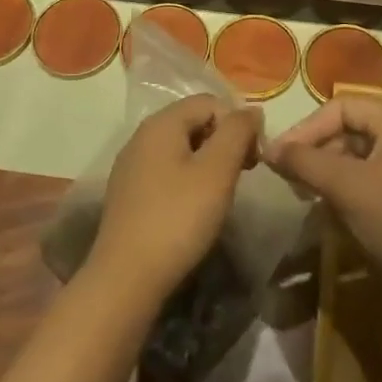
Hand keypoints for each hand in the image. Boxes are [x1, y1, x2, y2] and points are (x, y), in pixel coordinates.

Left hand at [90, 95, 260, 300]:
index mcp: (162, 123)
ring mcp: (131, 165)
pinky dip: (188, 179)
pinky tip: (195, 208)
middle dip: (224, 141)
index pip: (210, 102)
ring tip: (222, 193)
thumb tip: (251, 110)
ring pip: (181, 147)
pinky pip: (166, 170)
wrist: (126, 278)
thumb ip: (237, 132)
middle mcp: (142, 136)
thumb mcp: (217, 171)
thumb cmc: (178, 218)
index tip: (254, 158)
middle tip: (244, 174)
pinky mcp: (128, 193)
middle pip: (194, 121)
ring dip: (208, 161)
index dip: (238, 123)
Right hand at [265, 96, 381, 315]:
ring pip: (355, 156)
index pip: (339, 106)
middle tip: (291, 180)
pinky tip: (333, 214)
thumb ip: (305, 162)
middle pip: (347, 128)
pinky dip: (346, 190)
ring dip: (328, 173)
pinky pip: (368, 179)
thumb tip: (269, 148)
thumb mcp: (347, 187)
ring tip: (307, 197)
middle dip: (316, 151)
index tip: (279, 158)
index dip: (306, 128)